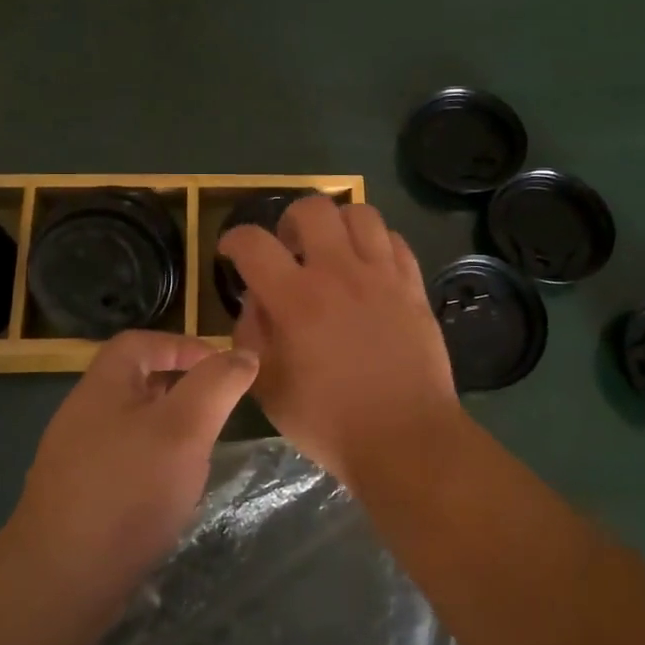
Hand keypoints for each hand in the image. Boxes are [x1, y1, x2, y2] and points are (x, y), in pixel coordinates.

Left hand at [12, 331, 257, 586]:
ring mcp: (76, 459)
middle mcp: (83, 415)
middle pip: (136, 382)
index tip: (222, 369)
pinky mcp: (79, 498)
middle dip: (181, 389)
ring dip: (169, 430)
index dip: (183, 345)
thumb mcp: (184, 427)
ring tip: (201, 451)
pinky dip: (153, 465)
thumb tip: (244, 355)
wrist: (60, 581)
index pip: (141, 342)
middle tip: (217, 410)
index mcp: (103, 386)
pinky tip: (171, 492)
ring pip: (132, 426)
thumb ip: (217, 385)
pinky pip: (123, 463)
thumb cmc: (128, 489)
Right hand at [220, 197, 459, 484]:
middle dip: (290, 220)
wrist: (403, 437)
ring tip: (333, 250)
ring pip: (360, 213)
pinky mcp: (412, 285)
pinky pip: (394, 240)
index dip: (234, 239)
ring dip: (338, 224)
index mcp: (296, 298)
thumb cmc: (328, 421)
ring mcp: (381, 275)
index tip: (232, 252)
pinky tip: (369, 268)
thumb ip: (252, 334)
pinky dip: (376, 244)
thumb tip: (255, 301)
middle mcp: (338, 273)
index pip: (253, 243)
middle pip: (312, 208)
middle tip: (289, 248)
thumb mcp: (268, 386)